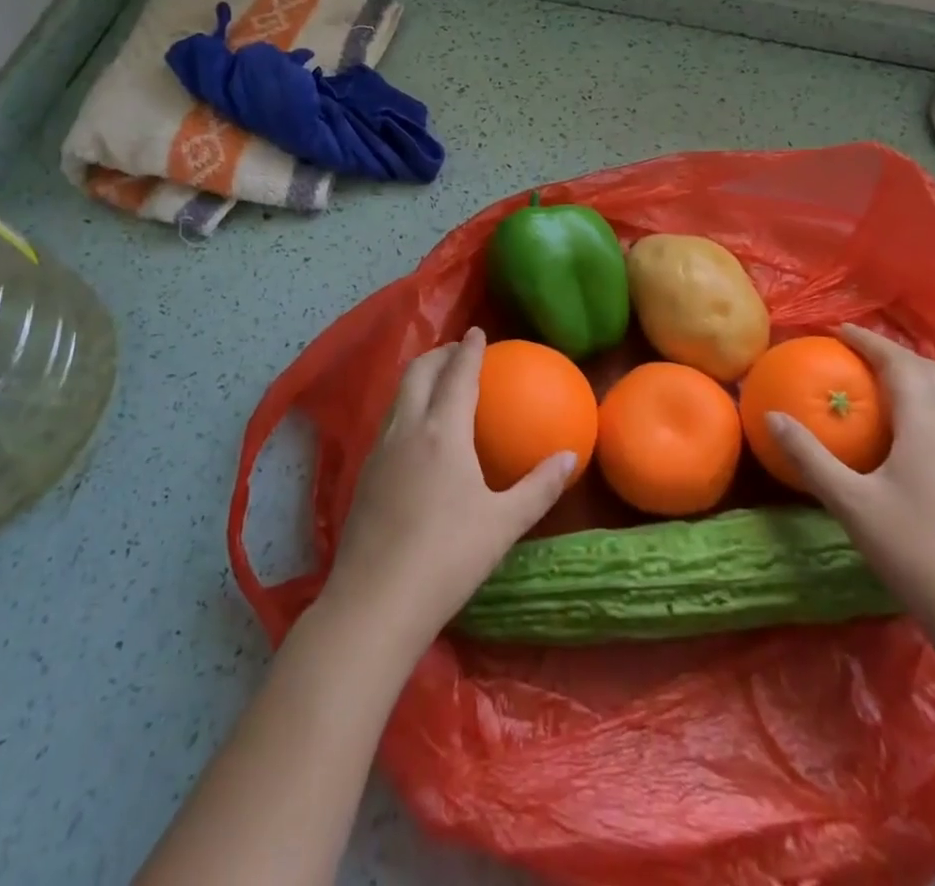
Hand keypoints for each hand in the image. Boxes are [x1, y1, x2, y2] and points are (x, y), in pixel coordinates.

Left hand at [322, 328, 574, 649]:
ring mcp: (379, 451)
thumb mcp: (503, 524)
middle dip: (438, 354)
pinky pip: (388, 422)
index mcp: (442, 431)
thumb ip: (539, 487)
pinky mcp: (363, 475)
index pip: (457, 375)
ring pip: (398, 396)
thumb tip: (571, 456)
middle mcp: (407, 429)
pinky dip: (406, 407)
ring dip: (418, 378)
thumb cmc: (448, 557)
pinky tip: (416, 434)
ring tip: (437, 382)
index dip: (468, 349)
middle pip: (418, 373)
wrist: (374, 602)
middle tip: (457, 351)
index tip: (477, 332)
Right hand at [766, 324, 934, 636]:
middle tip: (854, 352)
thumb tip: (771, 416)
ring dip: (909, 376)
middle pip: (929, 372)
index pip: (900, 365)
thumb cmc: (914, 550)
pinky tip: (897, 430)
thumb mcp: (850, 502)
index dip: (869, 342)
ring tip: (872, 381)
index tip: (838, 331)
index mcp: (926, 427)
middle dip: (892, 353)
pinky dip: (919, 403)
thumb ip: (809, 456)